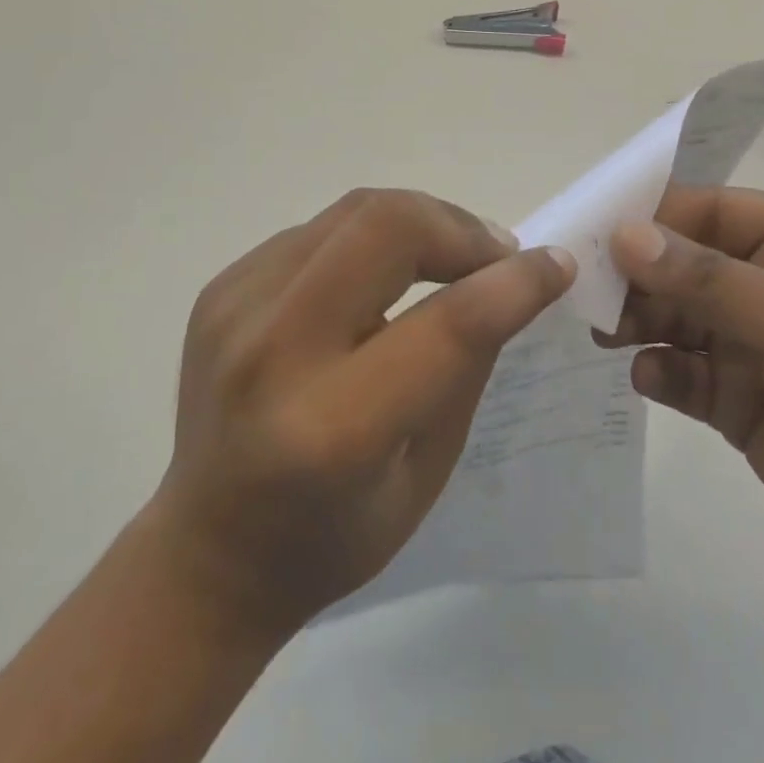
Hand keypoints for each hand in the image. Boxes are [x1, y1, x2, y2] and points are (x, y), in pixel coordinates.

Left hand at [153, 188, 574, 638]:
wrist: (207, 551)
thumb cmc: (332, 536)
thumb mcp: (427, 473)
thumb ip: (467, 365)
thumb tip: (509, 282)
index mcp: (333, 426)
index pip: (447, 323)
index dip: (515, 283)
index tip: (555, 264)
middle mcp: (274, 351)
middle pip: (385, 227)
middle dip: (459, 227)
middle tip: (494, 255)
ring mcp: (236, 307)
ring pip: (353, 211)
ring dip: (420, 221)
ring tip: (451, 255)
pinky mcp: (222, 287)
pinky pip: (319, 230)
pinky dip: (370, 238)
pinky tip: (382, 275)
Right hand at [603, 187, 763, 621]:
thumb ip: (711, 282)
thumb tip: (625, 234)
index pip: (713, 211)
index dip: (653, 218)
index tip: (591, 232)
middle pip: (687, 264)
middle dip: (639, 275)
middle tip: (584, 291)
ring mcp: (761, 347)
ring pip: (680, 318)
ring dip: (641, 321)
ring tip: (604, 332)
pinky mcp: (744, 404)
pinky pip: (685, 374)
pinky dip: (661, 373)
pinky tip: (649, 381)